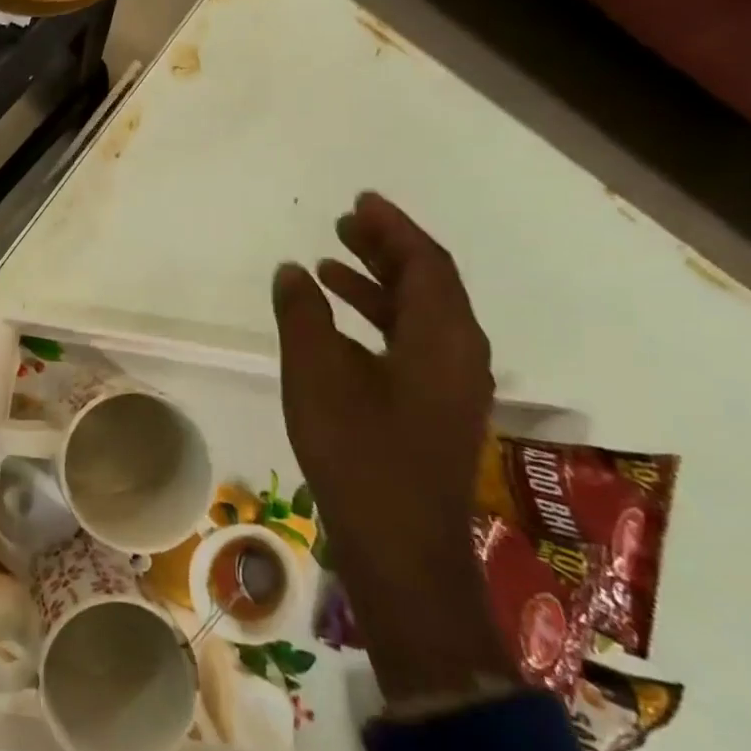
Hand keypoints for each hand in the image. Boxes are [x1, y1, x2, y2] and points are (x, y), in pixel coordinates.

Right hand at [272, 192, 510, 700]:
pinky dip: (379, 320)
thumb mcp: (316, 375)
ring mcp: (452, 386)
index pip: (425, 263)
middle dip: (386, 250)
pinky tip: (338, 325)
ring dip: (378, 284)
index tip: (361, 202)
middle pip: (429, 284)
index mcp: (441, 338)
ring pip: (420, 315)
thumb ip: (303, 316)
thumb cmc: (358, 453)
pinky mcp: (437, 409)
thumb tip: (291, 272)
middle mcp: (459, 354)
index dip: (393, 228)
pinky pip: (413, 343)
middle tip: (344, 224)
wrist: (400, 547)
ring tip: (330, 263)